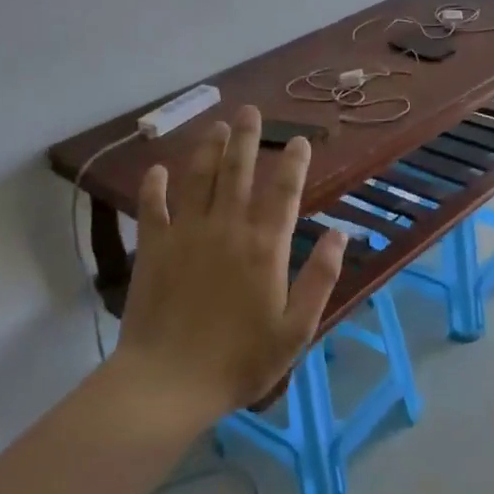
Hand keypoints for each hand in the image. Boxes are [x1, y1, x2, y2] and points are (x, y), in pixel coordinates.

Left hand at [113, 106, 348, 422]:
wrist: (168, 382)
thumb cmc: (240, 360)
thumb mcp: (296, 329)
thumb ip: (321, 278)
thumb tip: (340, 234)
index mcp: (264, 246)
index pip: (284, 191)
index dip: (293, 162)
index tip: (299, 140)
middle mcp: (226, 228)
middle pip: (237, 171)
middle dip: (247, 138)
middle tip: (250, 111)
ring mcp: (186, 234)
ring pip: (198, 178)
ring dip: (208, 149)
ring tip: (216, 126)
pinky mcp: (153, 248)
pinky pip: (153, 207)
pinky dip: (155, 185)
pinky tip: (158, 169)